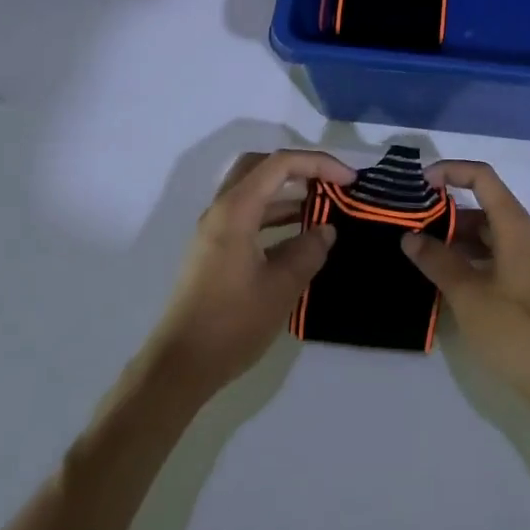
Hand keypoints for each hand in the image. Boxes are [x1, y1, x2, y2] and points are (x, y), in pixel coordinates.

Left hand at [142, 149, 353, 401]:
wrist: (180, 366)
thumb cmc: (232, 322)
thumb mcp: (282, 286)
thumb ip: (309, 251)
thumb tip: (326, 230)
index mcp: (236, 210)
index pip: (281, 164)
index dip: (319, 164)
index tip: (350, 181)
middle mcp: (221, 210)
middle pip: (261, 166)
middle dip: (300, 168)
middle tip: (330, 183)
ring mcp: (215, 230)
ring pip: (254, 191)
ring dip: (288, 192)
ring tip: (323, 207)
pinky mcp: (214, 251)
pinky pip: (249, 216)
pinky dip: (275, 215)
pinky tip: (299, 236)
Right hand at [401, 160, 529, 403]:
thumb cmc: (515, 328)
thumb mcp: (468, 293)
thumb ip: (437, 260)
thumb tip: (410, 237)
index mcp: (513, 225)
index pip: (481, 177)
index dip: (450, 171)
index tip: (419, 183)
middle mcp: (520, 234)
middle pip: (480, 204)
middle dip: (443, 209)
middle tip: (406, 221)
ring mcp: (523, 260)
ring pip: (482, 233)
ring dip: (451, 236)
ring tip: (414, 249)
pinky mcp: (522, 284)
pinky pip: (488, 256)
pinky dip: (464, 258)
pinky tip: (439, 277)